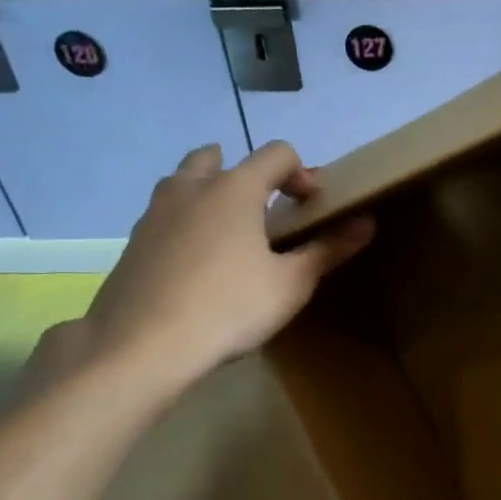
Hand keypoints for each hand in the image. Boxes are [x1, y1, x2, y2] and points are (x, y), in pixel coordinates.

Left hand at [77, 141, 373, 402]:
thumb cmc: (229, 307)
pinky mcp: (133, 243)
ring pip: (183, 183)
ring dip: (210, 192)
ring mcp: (155, 214)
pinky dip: (186, 223)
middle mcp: (191, 189)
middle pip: (217, 157)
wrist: (141, 346)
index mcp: (235, 189)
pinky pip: (165, 216)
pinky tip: (197, 264)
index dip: (302, 173)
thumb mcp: (291, 284)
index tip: (313, 206)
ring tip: (230, 232)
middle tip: (265, 209)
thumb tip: (368, 222)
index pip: (276, 154)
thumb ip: (328, 249)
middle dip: (247, 174)